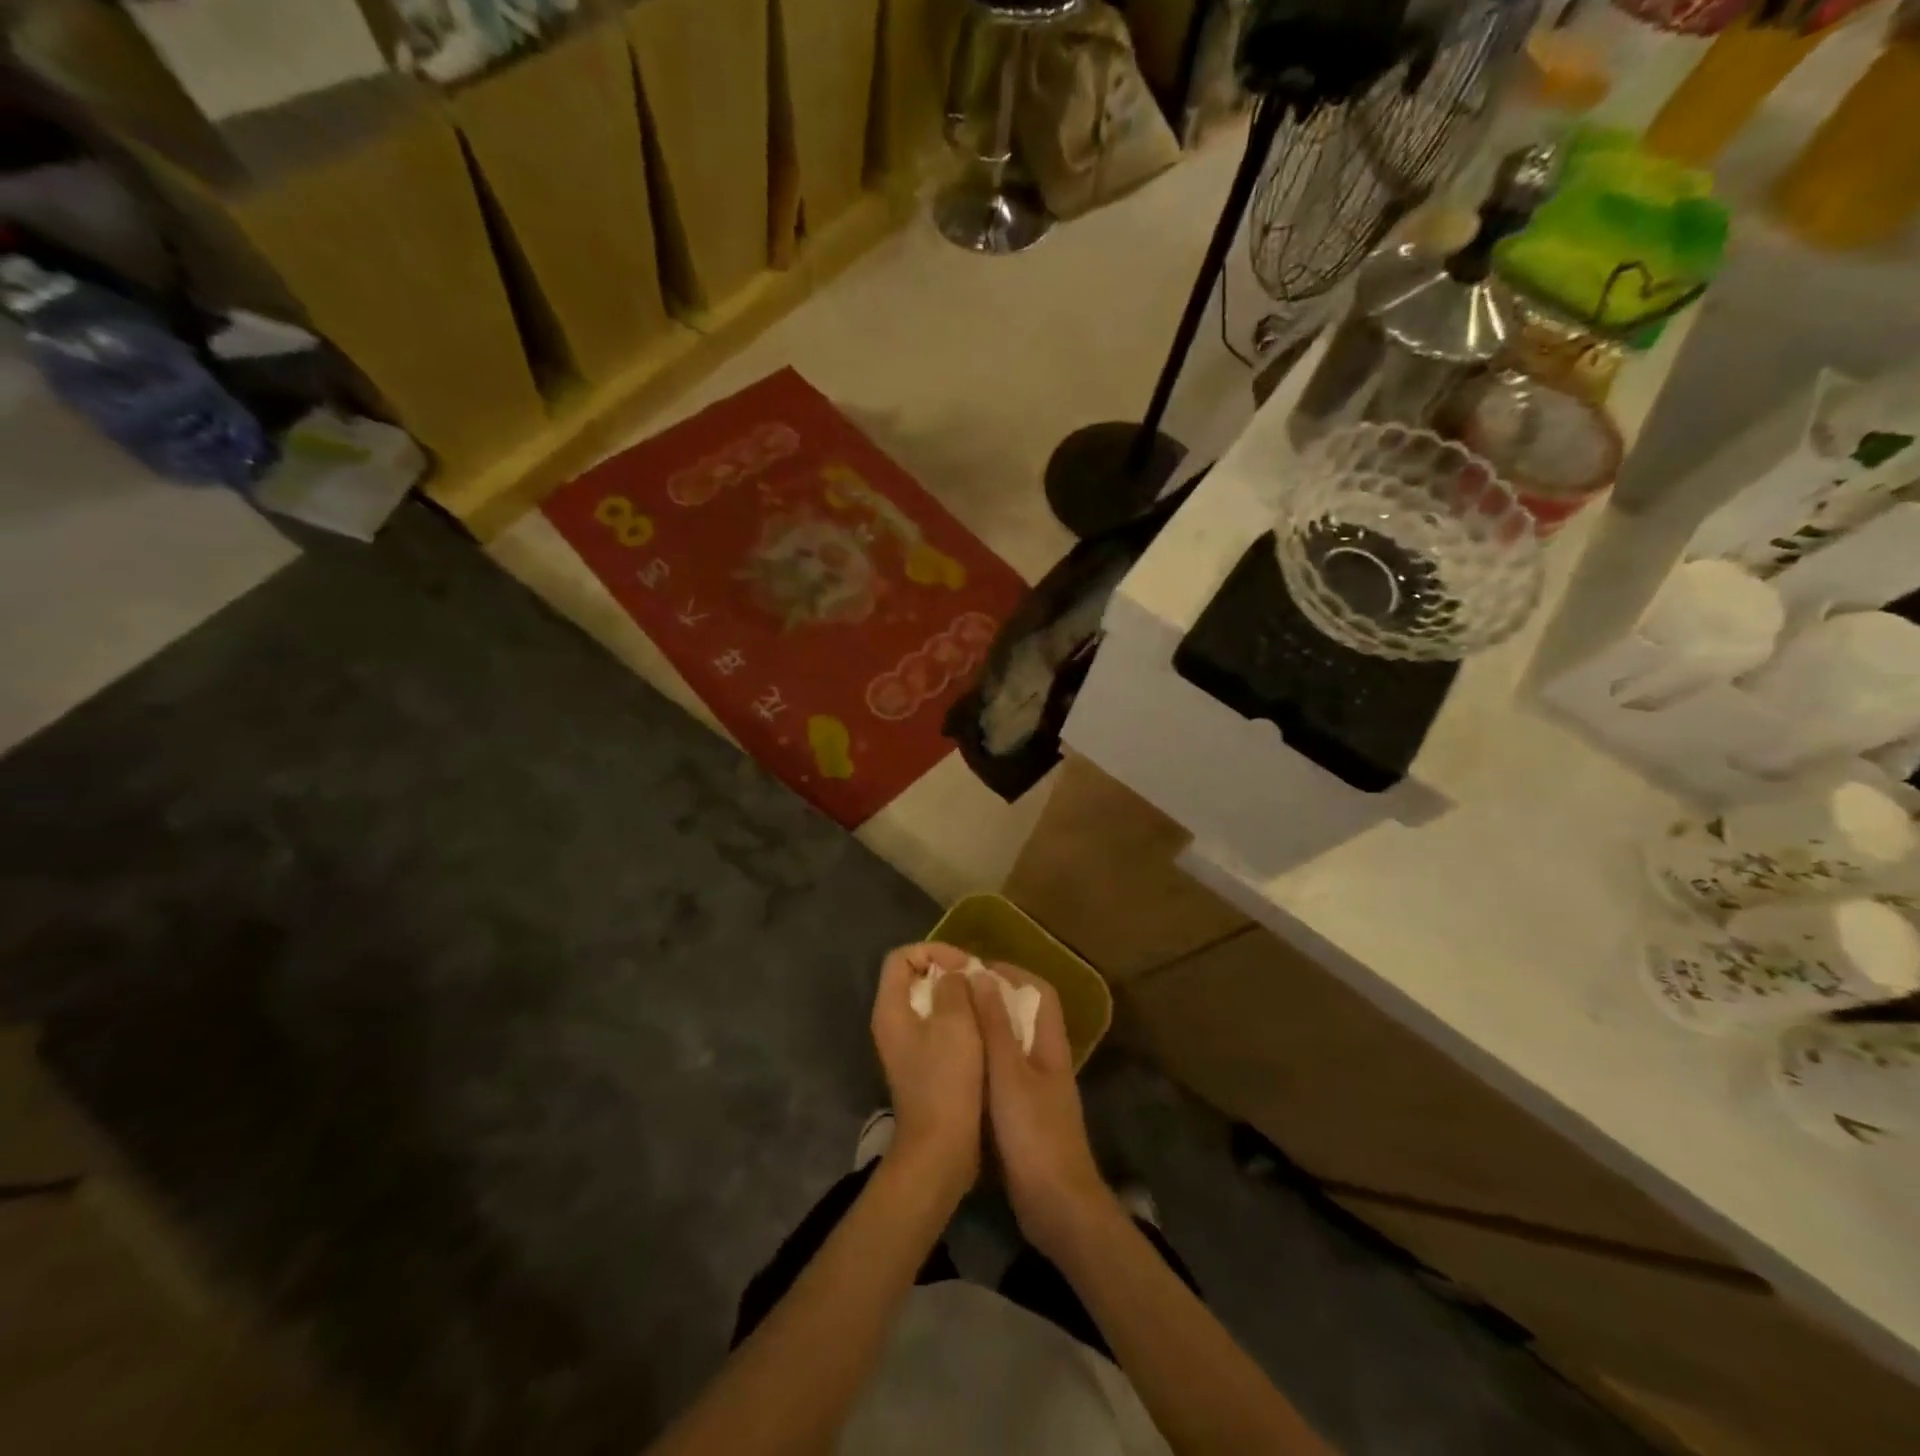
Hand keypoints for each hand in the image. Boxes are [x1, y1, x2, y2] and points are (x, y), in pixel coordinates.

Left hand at [871, 943, 984, 1200]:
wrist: (940, 1147)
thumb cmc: (946, 1079)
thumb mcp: (955, 1023)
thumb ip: (953, 988)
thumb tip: (953, 976)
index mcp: (891, 1008)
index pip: (901, 957)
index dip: (934, 951)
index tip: (964, 965)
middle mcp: (891, 1022)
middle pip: (913, 978)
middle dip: (947, 972)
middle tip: (978, 980)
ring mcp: (905, 1046)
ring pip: (928, 1003)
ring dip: (956, 997)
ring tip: (984, 1002)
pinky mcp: (921, 1065)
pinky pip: (936, 1028)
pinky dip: (957, 1021)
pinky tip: (982, 1029)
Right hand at [969, 964, 1112, 1259]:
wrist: (1056, 1206)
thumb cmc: (1033, 1132)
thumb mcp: (1009, 1074)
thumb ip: (996, 1026)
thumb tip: (983, 976)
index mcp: (1050, 1045)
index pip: (1040, 993)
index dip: (1013, 973)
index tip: (977, 968)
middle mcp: (1046, 1061)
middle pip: (1025, 1016)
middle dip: (994, 999)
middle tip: (956, 994)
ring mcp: (1037, 1090)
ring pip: (1012, 1046)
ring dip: (986, 1030)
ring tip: (952, 1022)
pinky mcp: (1024, 1116)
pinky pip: (1003, 1075)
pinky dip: (983, 1063)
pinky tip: (958, 1068)